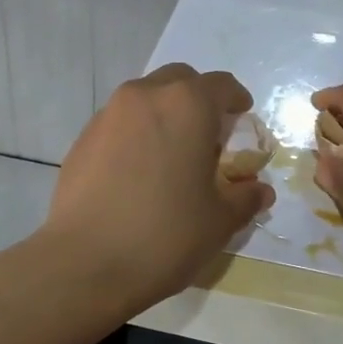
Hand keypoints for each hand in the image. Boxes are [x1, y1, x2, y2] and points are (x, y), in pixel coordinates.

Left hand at [42, 64, 274, 312]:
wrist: (85, 262)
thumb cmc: (165, 235)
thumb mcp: (219, 220)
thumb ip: (245, 197)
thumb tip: (260, 190)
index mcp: (186, 105)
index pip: (221, 85)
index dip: (237, 100)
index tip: (242, 117)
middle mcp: (145, 96)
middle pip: (180, 81)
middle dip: (197, 99)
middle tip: (207, 135)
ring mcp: (108, 115)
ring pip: (145, 98)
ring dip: (164, 114)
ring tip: (171, 155)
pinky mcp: (83, 139)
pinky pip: (119, 123)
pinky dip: (135, 134)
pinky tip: (138, 173)